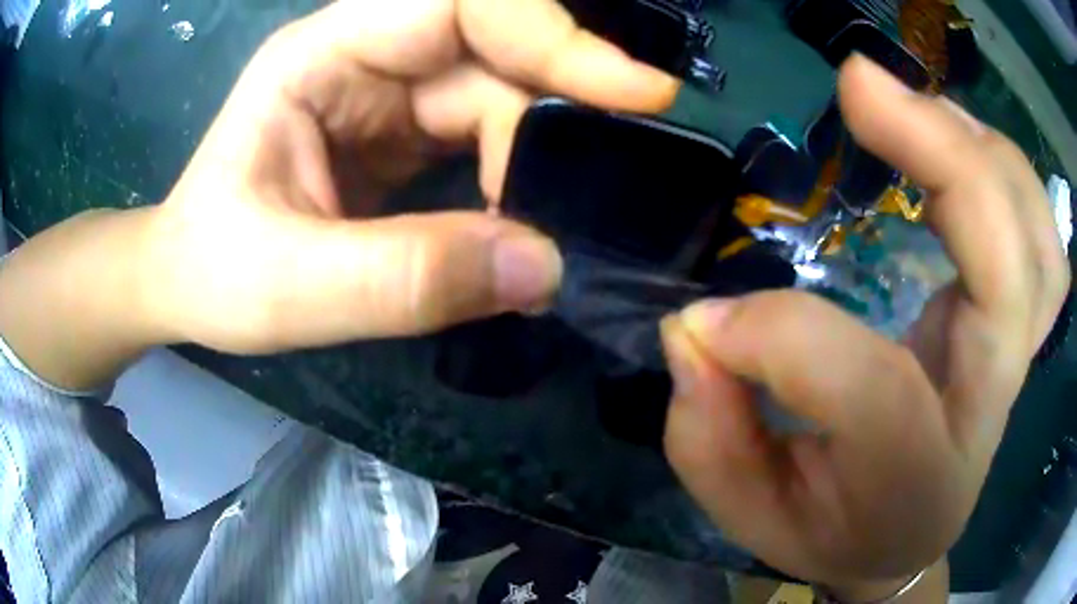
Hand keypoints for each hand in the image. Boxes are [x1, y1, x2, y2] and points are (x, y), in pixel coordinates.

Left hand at [144, 0, 677, 353]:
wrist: (187, 284)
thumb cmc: (212, 272)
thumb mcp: (289, 285)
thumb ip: (405, 278)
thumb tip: (541, 268)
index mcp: (325, 54)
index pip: (460, 5)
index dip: (552, 34)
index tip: (635, 92)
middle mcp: (367, 58)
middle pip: (495, 52)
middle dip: (564, 104)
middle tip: (622, 171)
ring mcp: (389, 96)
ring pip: (501, 97)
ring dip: (544, 154)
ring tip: (566, 220)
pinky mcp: (405, 139)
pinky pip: (488, 138)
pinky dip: (523, 177)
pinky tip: (532, 222)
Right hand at [661, 56, 1069, 594]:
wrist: (901, 543)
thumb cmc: (826, 533)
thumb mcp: (747, 511)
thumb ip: (710, 432)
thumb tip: (695, 329)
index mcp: (914, 479)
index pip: (871, 386)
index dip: (781, 334)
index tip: (708, 321)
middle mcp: (984, 411)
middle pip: (1006, 268)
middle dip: (943, 155)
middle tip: (859, 86)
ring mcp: (1013, 360)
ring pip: (1039, 243)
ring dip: (987, 155)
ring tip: (921, 110)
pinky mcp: (1017, 328)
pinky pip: (1044, 244)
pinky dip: (1013, 180)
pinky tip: (964, 148)